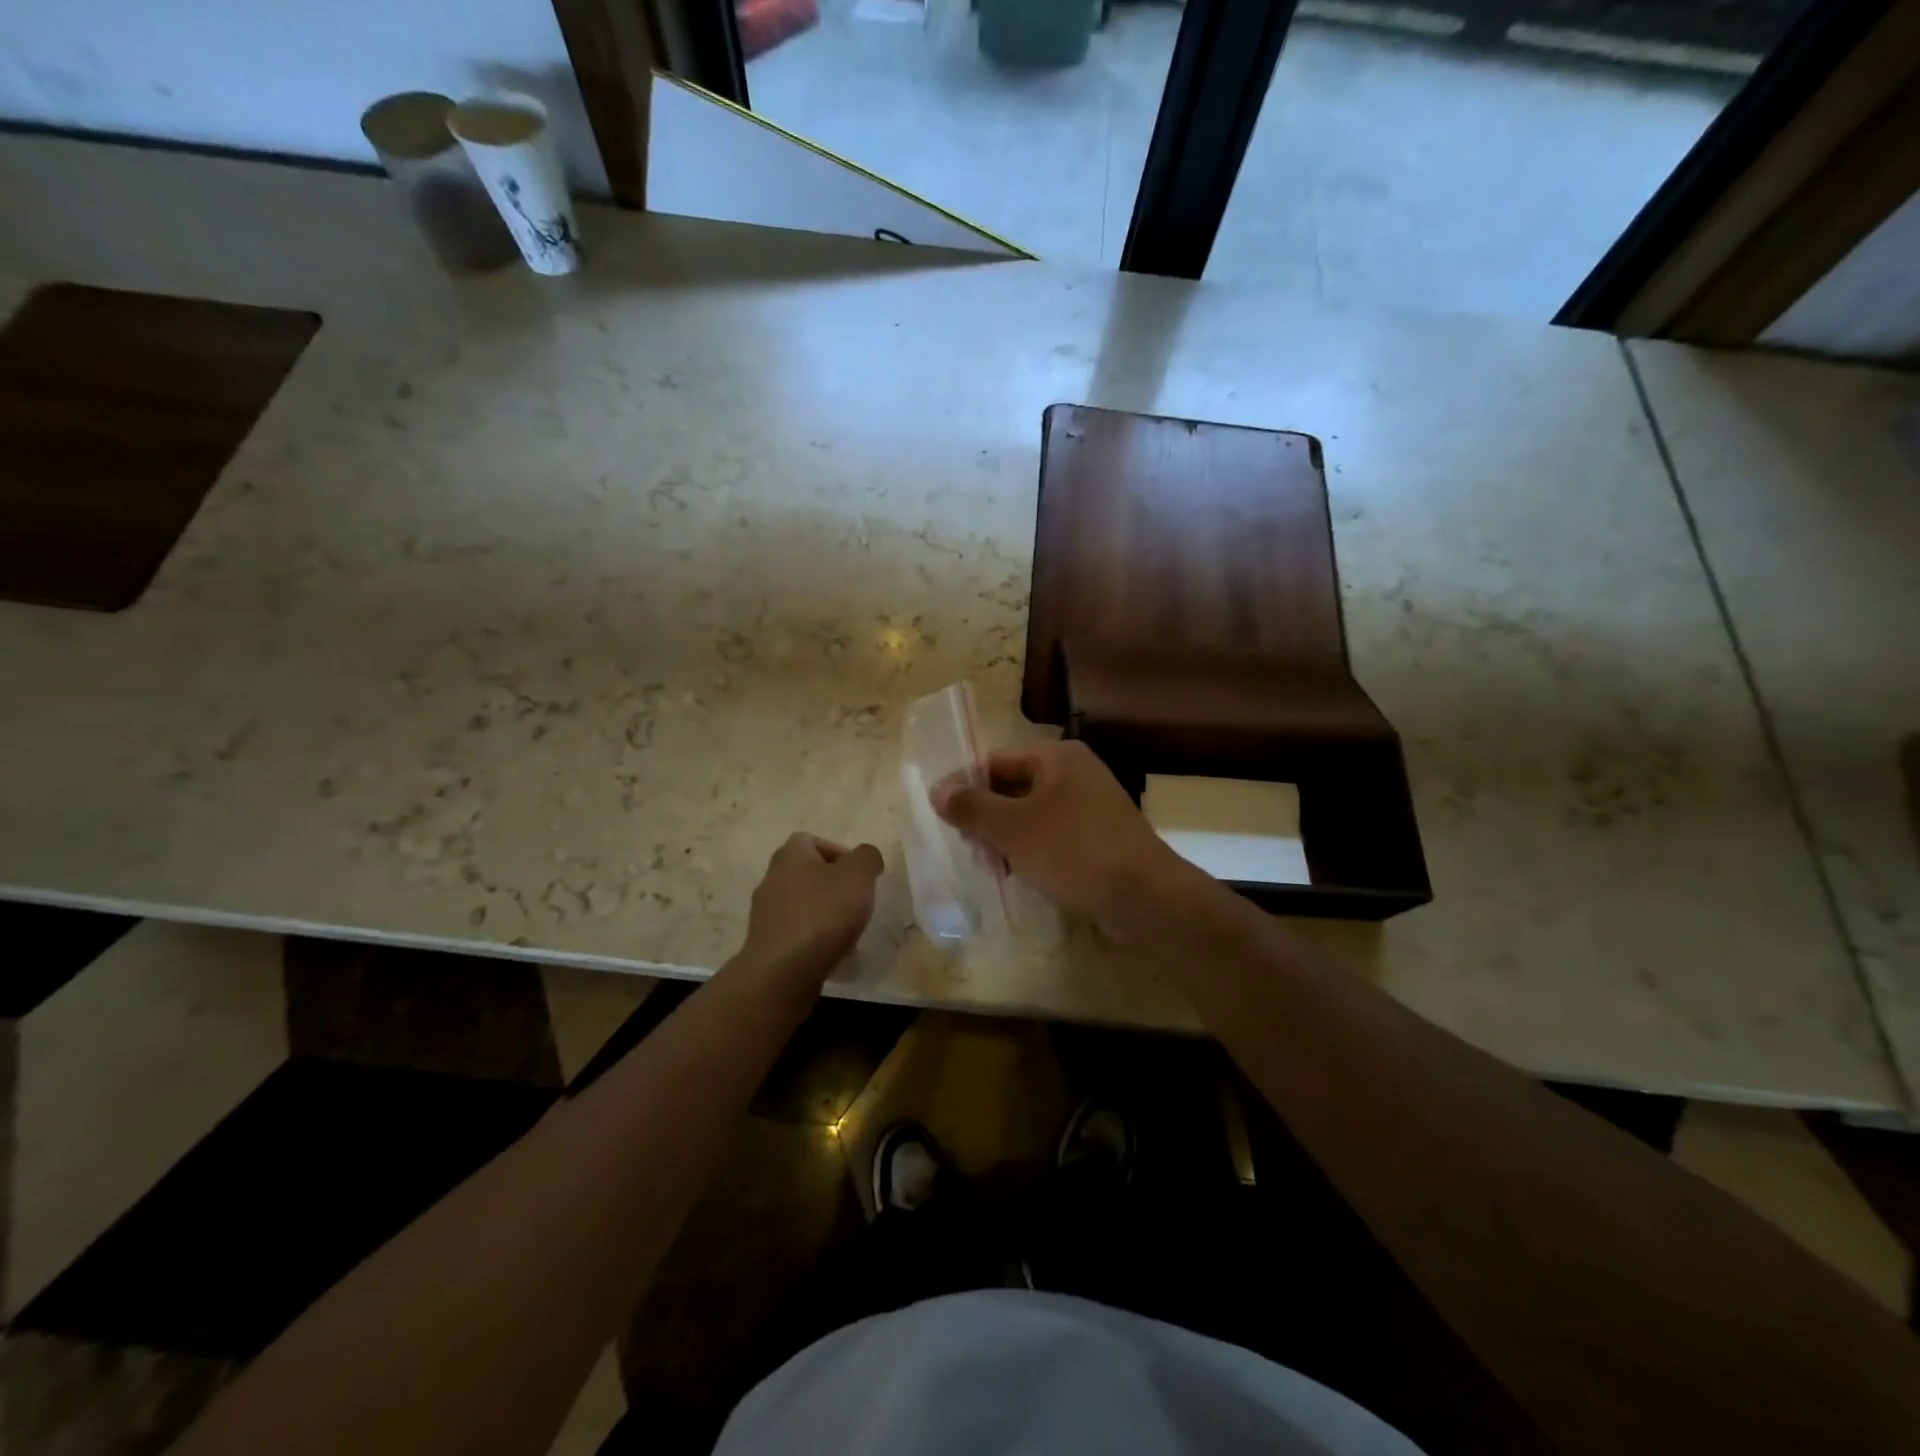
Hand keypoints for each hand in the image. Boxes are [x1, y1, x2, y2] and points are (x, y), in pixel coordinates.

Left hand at [742, 833, 883, 981]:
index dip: (840, 854)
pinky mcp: (767, 943)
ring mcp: (766, 913)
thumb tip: (866, 857)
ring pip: (804, 905)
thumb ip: (867, 857)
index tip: (860, 876)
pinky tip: (833, 955)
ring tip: (849, 933)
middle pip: (809, 874)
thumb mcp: (858, 875)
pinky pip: (798, 933)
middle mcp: (772, 878)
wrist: (783, 972)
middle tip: (857, 903)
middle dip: (836, 887)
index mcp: (790, 855)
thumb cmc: (823, 914)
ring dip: (827, 915)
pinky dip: (815, 939)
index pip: (814, 841)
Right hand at [932, 741, 1178, 929]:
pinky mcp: (1099, 839)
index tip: (943, 816)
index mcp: (1058, 758)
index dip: (966, 786)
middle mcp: (1076, 774)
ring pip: (1032, 816)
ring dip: (1007, 838)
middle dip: (987, 817)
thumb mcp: (1014, 828)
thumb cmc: (1074, 851)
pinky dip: (1032, 851)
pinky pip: (1053, 837)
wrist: (1145, 897)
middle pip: (1014, 788)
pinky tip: (1018, 875)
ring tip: (988, 867)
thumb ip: (973, 807)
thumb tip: (938, 790)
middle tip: (965, 848)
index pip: (996, 761)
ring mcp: (1091, 807)